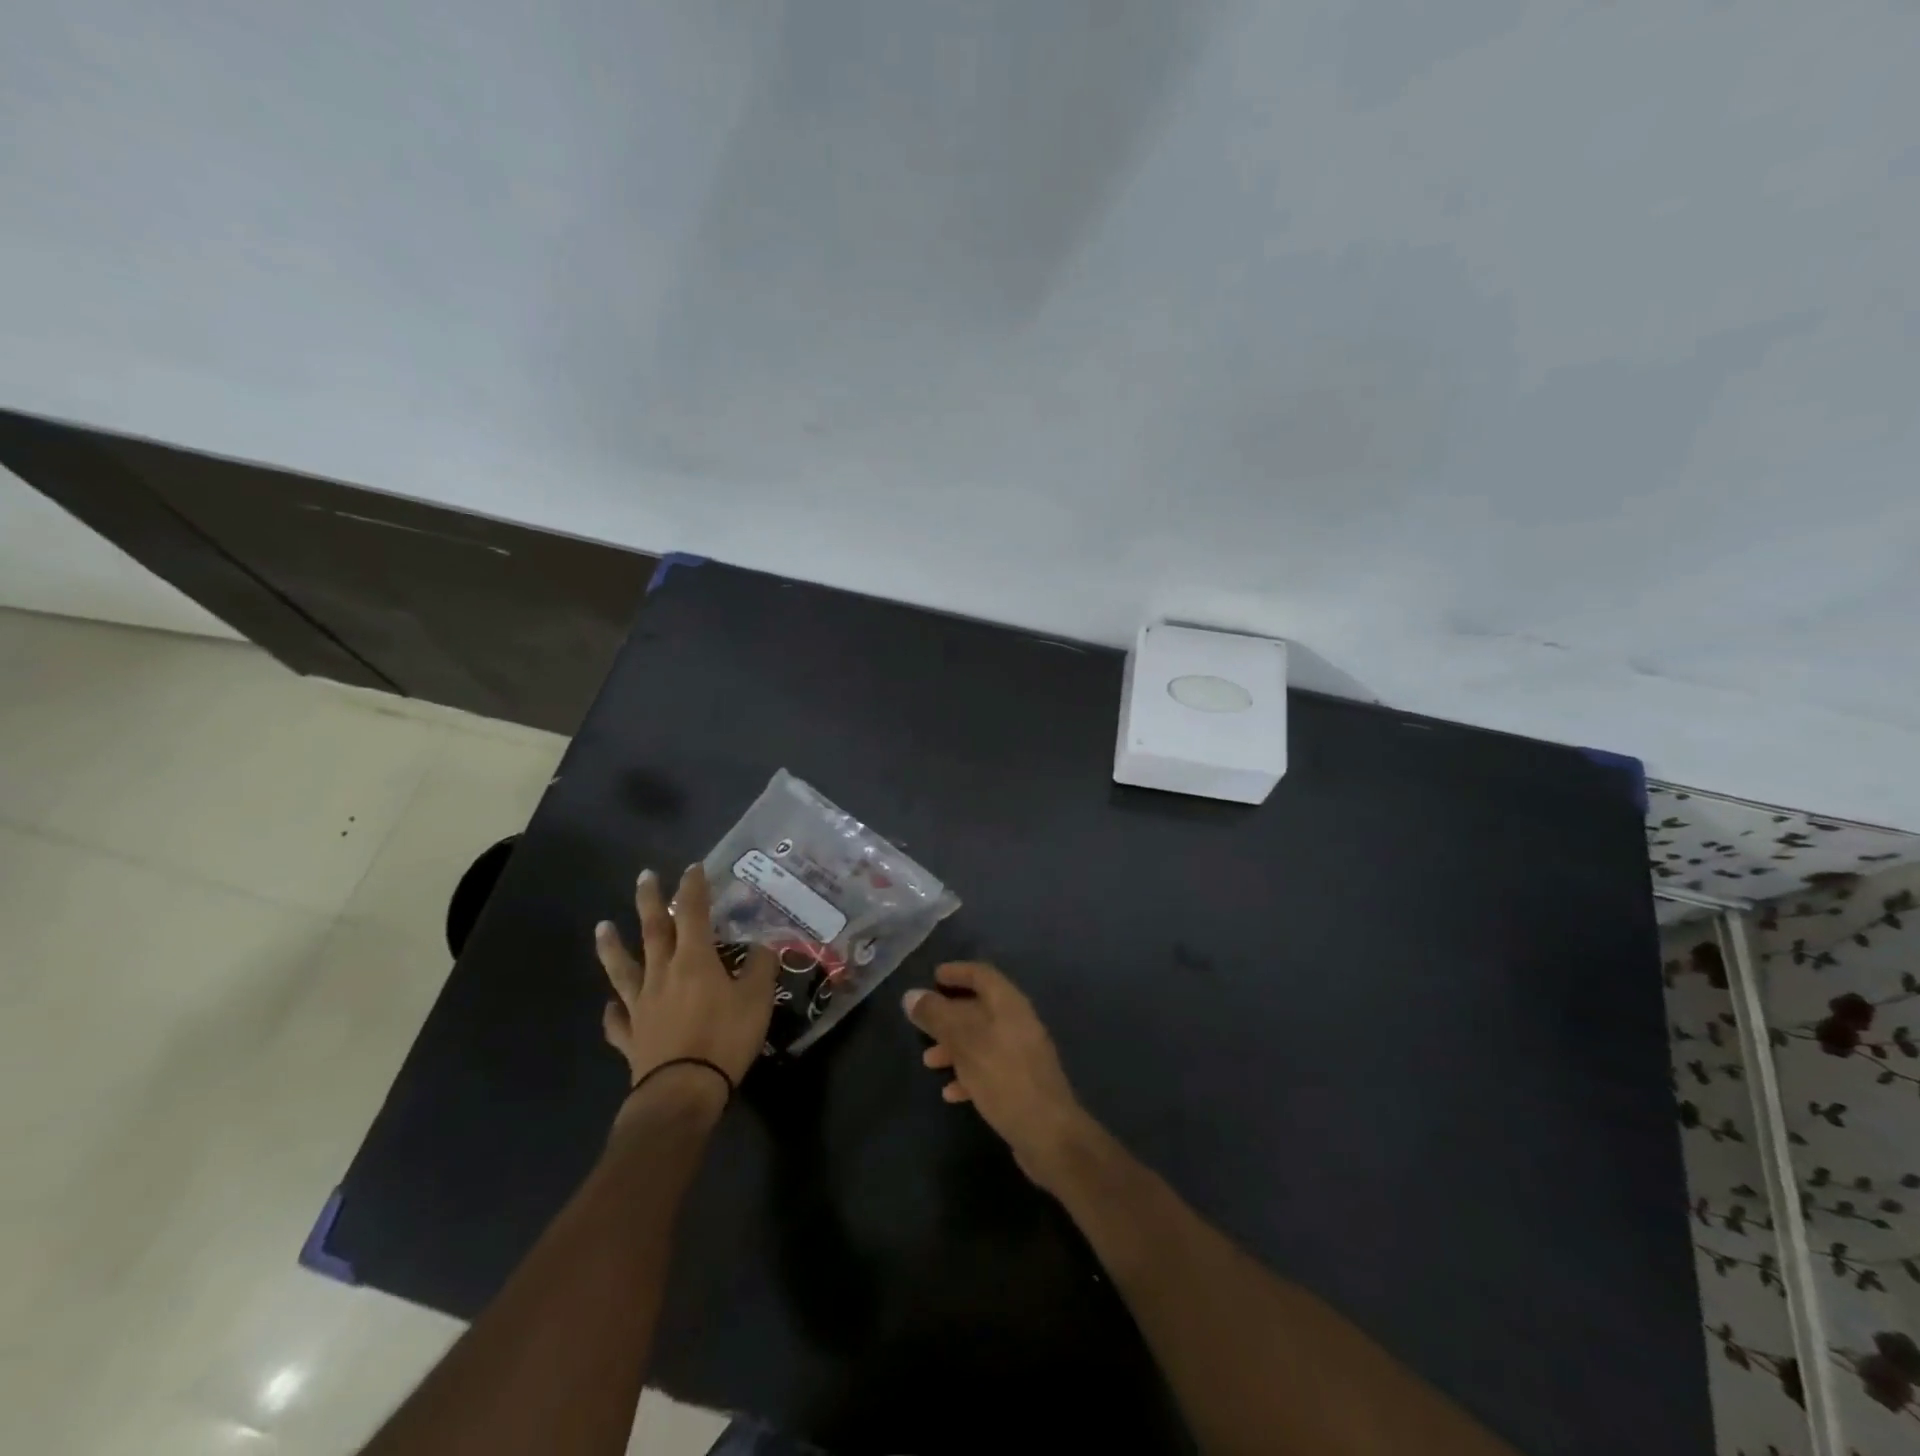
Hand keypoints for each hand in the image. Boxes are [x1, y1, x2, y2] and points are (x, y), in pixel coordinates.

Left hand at [597, 864, 777, 1093]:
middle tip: (644, 877)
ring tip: (602, 927)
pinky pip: (618, 1020)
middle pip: (654, 931)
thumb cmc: (724, 1038)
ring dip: (612, 947)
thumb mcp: (757, 999)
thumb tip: (765, 944)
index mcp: (695, 960)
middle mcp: (663, 974)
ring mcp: (642, 1006)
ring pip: (623, 970)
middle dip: (651, 901)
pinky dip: (613, 1011)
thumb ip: (761, 967)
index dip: (694, 888)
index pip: (694, 914)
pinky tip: (610, 1006)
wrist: (682, 1092)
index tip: (692, 867)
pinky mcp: (632, 1038)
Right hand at [903, 962, 1094, 1187]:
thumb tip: (911, 995)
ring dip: (954, 1047)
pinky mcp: (1022, 1084)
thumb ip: (937, 1017)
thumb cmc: (1005, 1078)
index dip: (958, 972)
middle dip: (949, 1014)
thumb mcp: (965, 1043)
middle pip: (980, 1008)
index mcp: (1010, 1005)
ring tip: (929, 1061)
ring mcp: (1022, 1055)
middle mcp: (1019, 1023)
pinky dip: (968, 1073)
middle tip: (923, 1022)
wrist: (1049, 1135)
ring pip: (982, 1040)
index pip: (983, 975)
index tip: (933, 976)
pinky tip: (951, 1092)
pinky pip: (989, 1068)